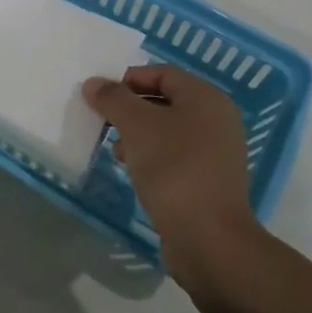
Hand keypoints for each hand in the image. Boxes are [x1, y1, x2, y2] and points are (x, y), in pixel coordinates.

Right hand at [82, 65, 257, 269]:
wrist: (209, 239)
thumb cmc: (174, 168)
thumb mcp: (136, 126)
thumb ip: (113, 99)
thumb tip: (94, 83)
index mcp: (206, 98)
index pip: (162, 73)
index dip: (128, 80)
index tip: (101, 97)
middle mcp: (217, 119)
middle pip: (165, 101)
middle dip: (131, 108)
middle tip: (104, 122)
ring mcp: (216, 152)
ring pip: (169, 130)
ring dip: (138, 134)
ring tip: (114, 149)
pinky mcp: (209, 180)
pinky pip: (175, 156)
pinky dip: (152, 156)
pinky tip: (133, 169)